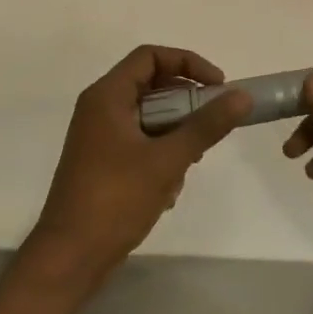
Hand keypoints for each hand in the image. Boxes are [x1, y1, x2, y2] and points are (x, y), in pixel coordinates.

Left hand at [30, 45, 250, 283]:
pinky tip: (169, 189)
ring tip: (190, 163)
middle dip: (186, 106)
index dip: (188, 63)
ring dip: (176, 136)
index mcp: (107, 97)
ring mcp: (100, 138)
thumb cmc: (116, 200)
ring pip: (150, 118)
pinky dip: (161, 157)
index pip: (150, 57)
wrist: (71, 256)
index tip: (218, 87)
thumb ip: (206, 125)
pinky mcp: (104, 163)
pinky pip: (141, 144)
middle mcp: (100, 109)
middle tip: (212, 126)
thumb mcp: (168, 160)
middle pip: (152, 87)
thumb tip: (242, 97)